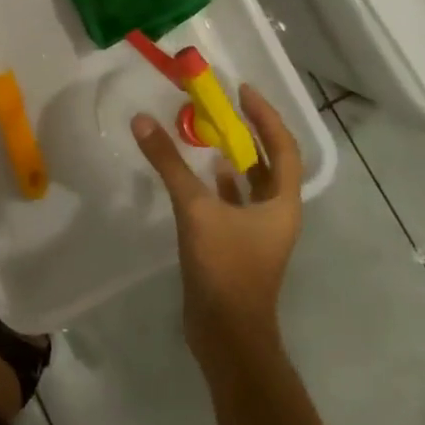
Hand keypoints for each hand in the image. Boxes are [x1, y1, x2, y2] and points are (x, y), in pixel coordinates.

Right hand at [131, 86, 303, 375]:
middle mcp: (277, 213)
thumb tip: (142, 120)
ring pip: (251, 182)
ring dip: (234, 155)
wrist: (227, 334)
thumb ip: (169, 164)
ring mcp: (258, 231)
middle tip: (222, 104)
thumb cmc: (225, 268)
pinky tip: (200, 172)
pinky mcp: (238, 244)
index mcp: (282, 203)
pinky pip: (233, 201)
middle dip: (249, 131)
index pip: (283, 147)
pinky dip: (219, 183)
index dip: (265, 116)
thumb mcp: (195, 209)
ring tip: (208, 131)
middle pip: (270, 162)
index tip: (242, 90)